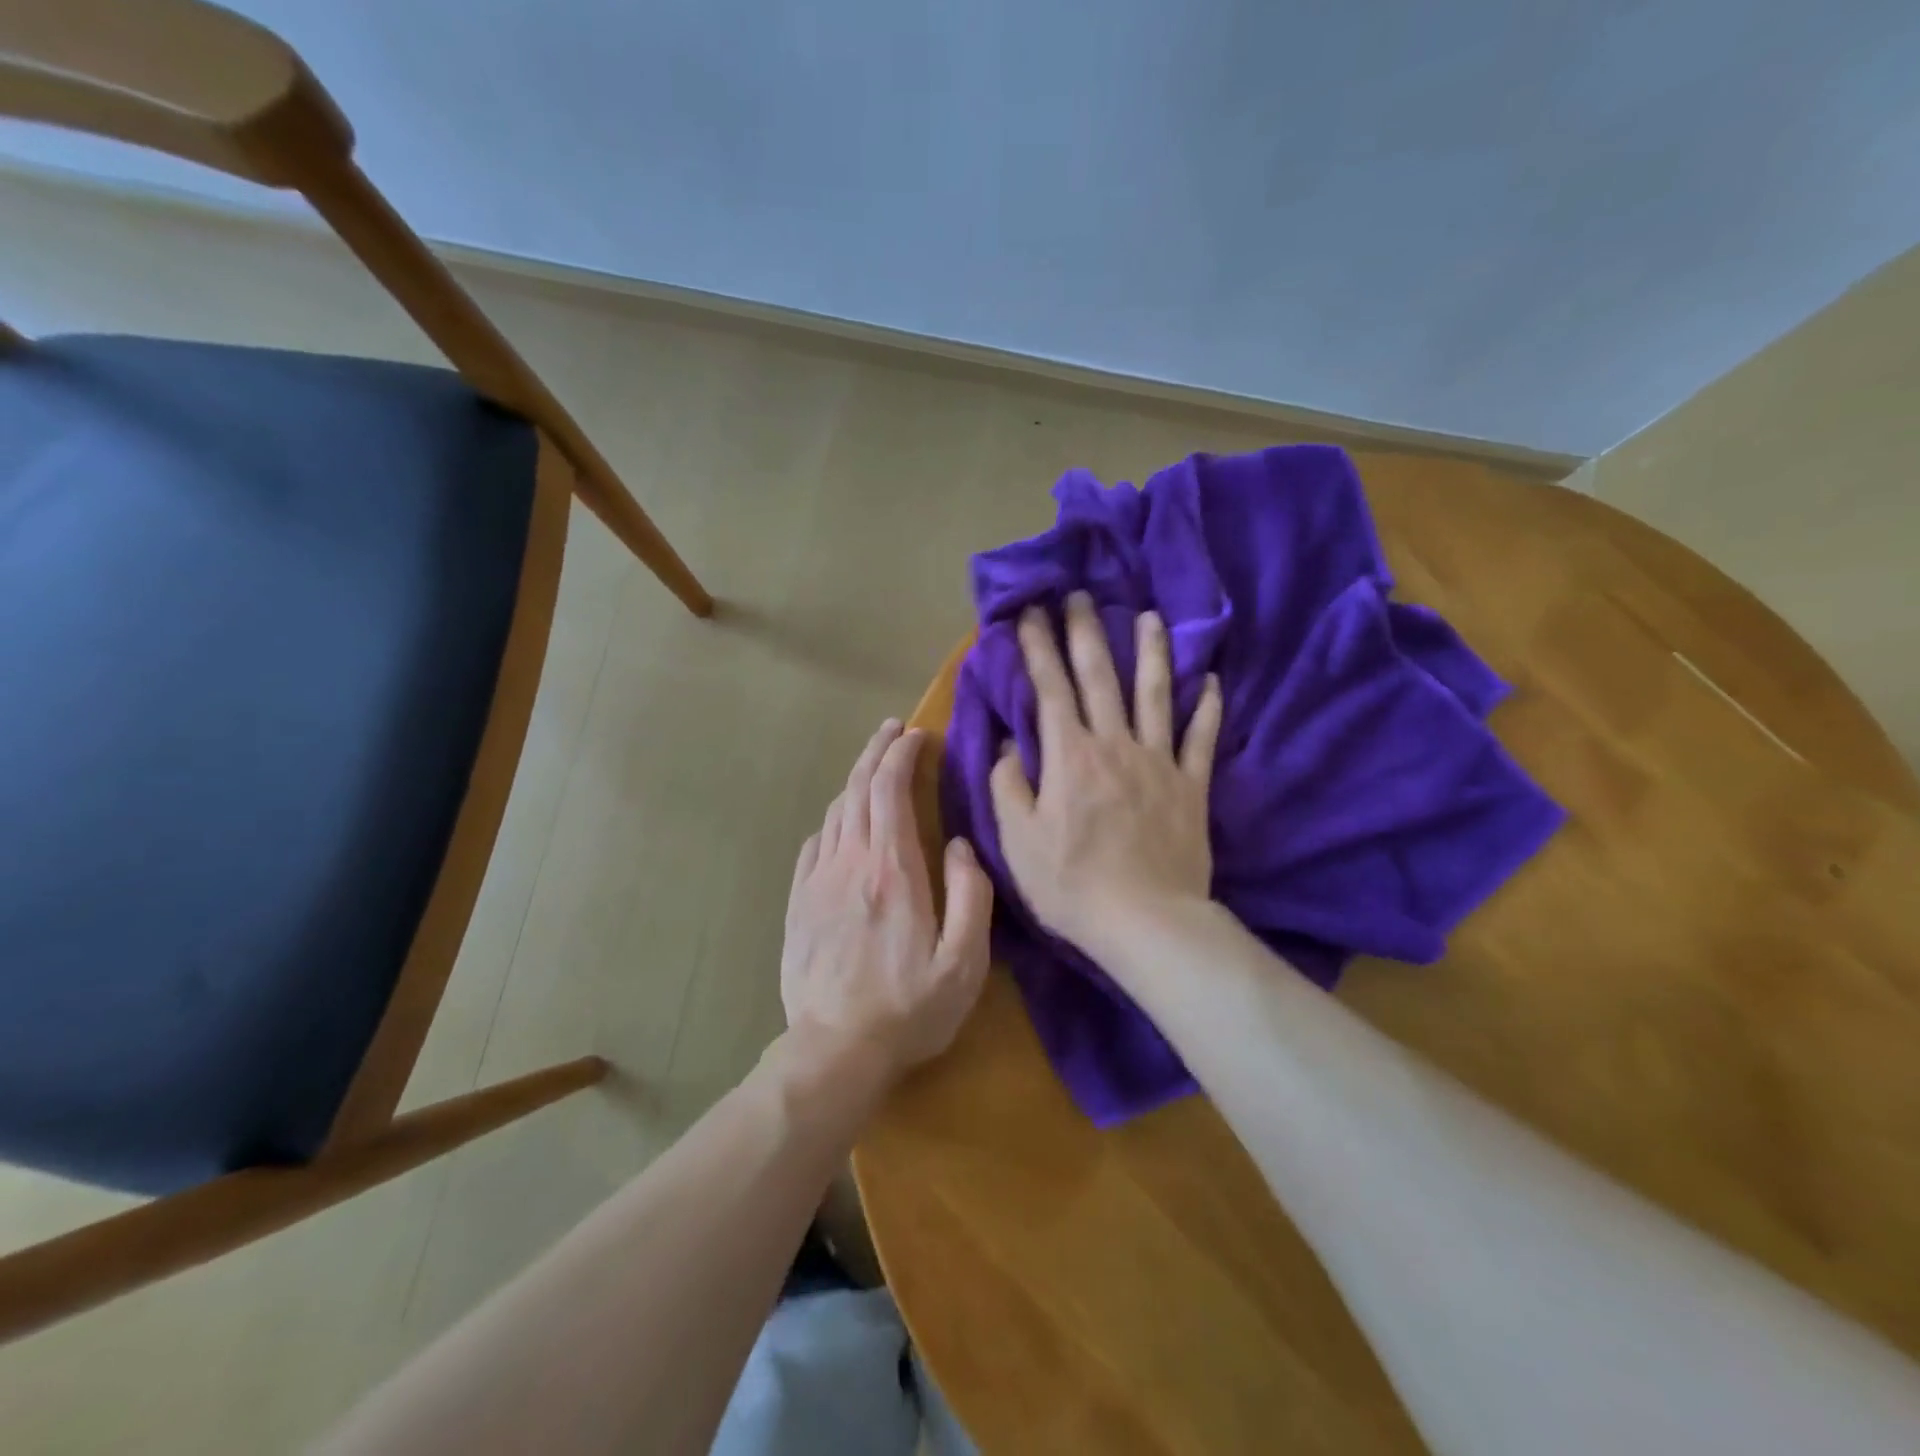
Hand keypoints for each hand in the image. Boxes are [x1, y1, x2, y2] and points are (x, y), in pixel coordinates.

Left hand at [781, 720, 993, 1085]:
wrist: (835, 1051)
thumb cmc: (910, 1009)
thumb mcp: (965, 962)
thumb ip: (971, 896)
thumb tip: (963, 845)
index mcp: (893, 870)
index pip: (890, 790)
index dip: (902, 753)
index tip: (917, 734)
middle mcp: (850, 862)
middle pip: (857, 789)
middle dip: (876, 751)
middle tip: (893, 730)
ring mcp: (818, 881)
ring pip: (834, 812)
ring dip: (855, 780)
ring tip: (872, 766)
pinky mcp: (798, 902)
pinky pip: (814, 844)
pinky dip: (833, 819)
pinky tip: (842, 821)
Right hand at [991, 592, 1221, 961]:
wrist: (1146, 921)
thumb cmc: (1071, 884)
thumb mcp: (1018, 840)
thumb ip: (1008, 785)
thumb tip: (1007, 743)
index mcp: (1069, 756)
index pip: (1050, 689)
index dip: (1037, 648)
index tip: (1029, 613)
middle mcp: (1115, 744)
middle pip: (1100, 677)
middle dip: (1085, 632)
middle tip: (1078, 595)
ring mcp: (1159, 762)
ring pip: (1155, 694)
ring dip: (1151, 653)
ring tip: (1148, 617)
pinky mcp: (1191, 786)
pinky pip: (1201, 738)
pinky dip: (1207, 708)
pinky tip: (1211, 681)